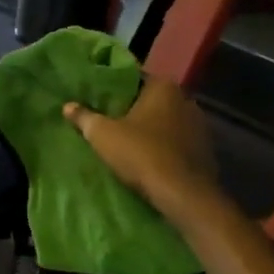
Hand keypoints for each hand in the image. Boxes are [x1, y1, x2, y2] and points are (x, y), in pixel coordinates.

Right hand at [63, 75, 218, 219]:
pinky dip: (166, 147)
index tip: (101, 101)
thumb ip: (84, 117)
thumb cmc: (140, 154)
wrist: (181, 194)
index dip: (115, 90)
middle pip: (152, 101)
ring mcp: (200, 125)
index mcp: (163, 87)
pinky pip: (178, 143)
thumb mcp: (103, 135)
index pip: (135, 79)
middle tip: (111, 122)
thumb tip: (67, 106)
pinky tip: (151, 159)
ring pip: (167, 122)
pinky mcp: (206, 150)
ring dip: (152, 130)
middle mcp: (186, 99)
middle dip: (134, 110)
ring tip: (129, 143)